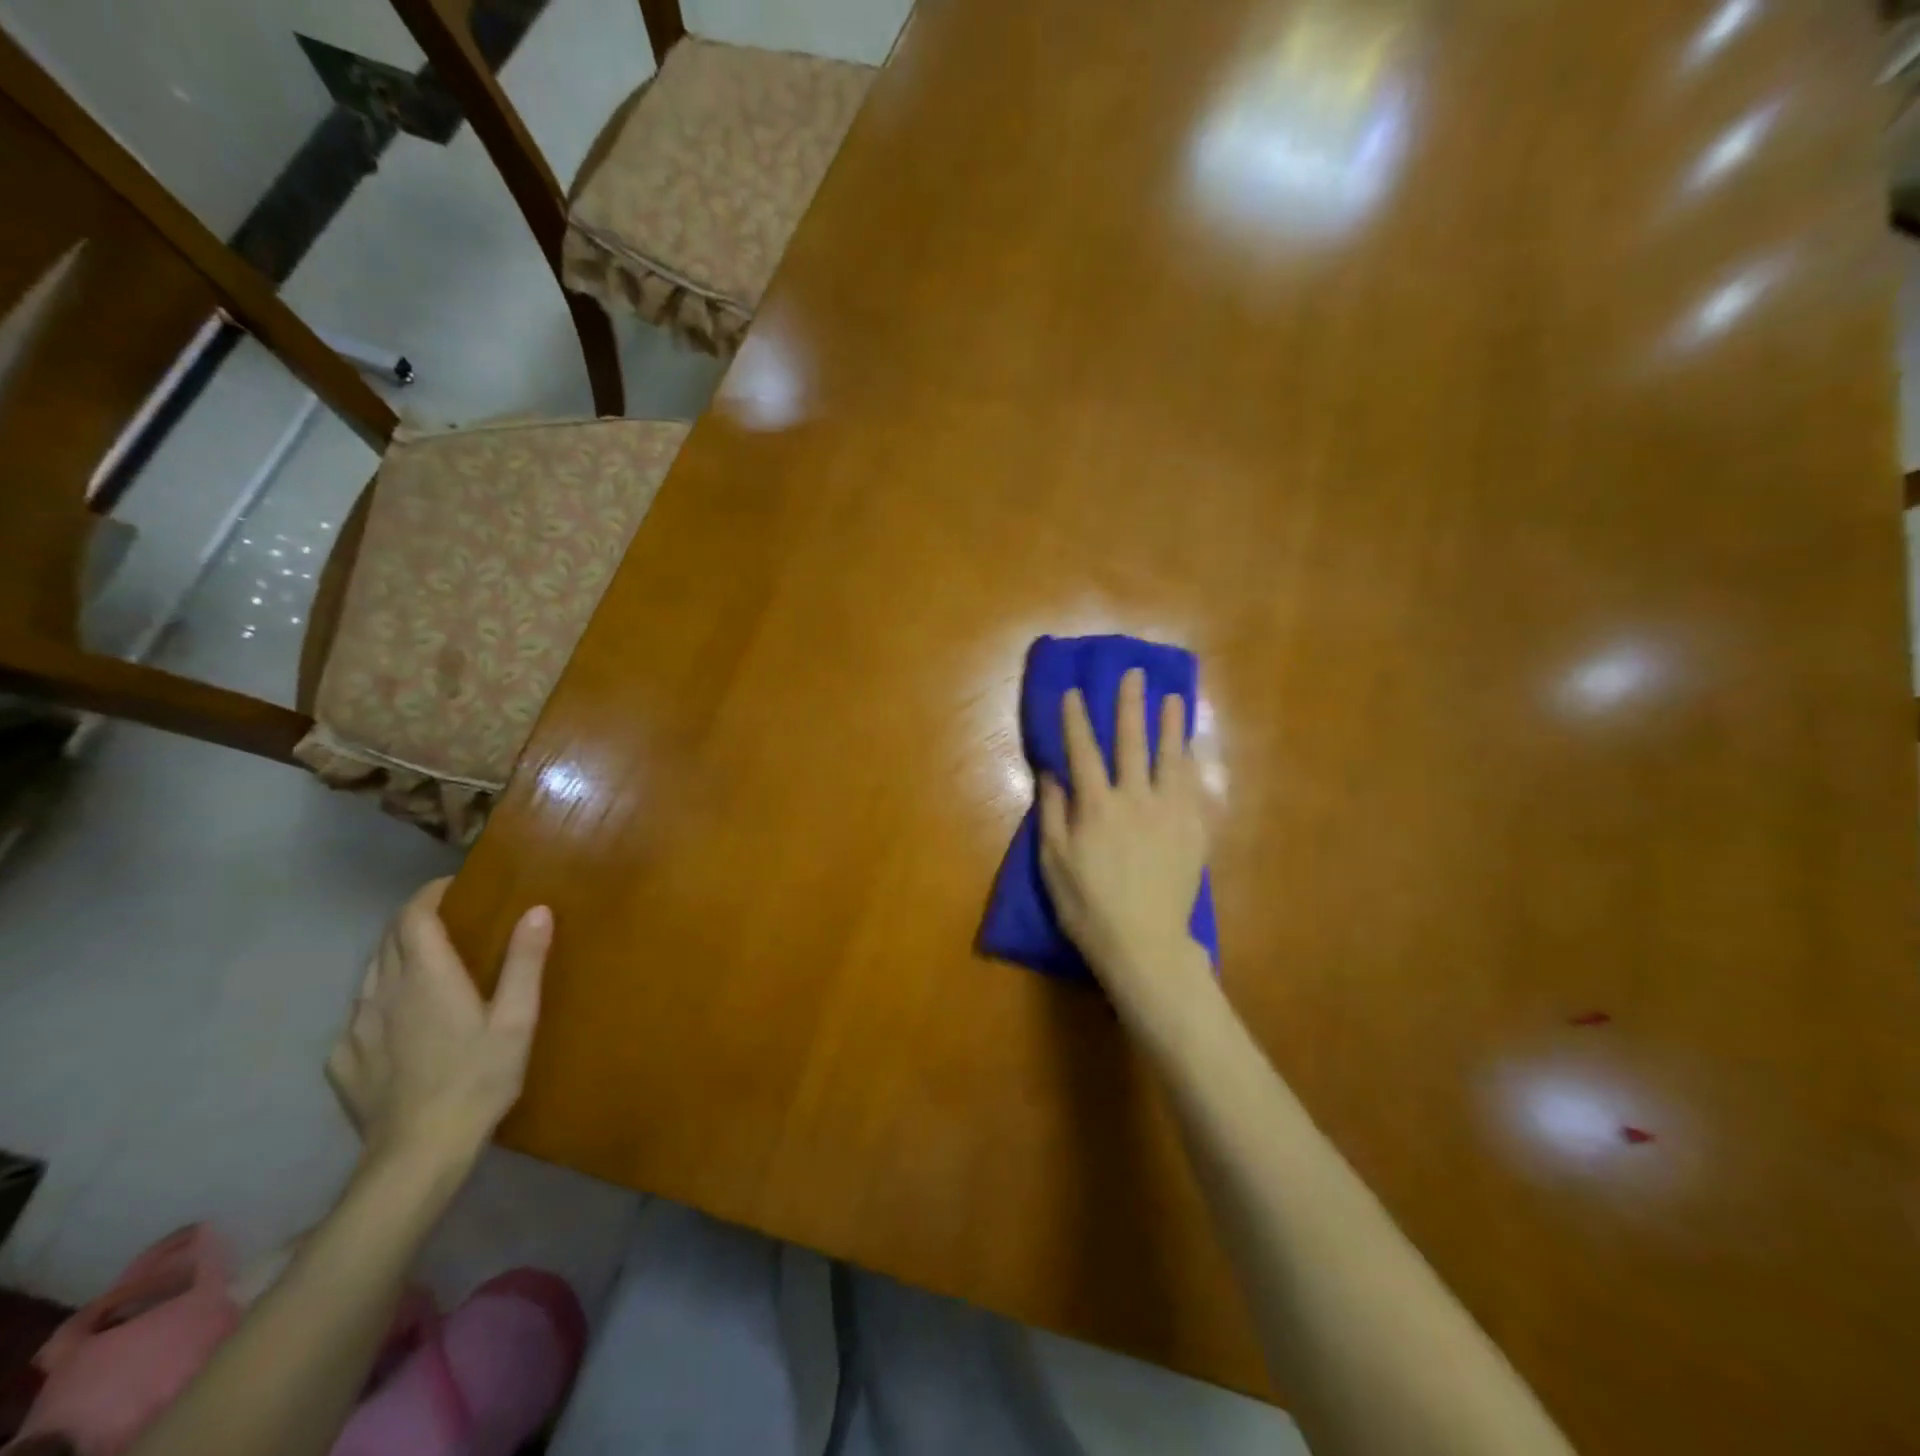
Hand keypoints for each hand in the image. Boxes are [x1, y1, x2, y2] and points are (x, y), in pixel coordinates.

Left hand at [326, 879, 551, 1170]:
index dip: (429, 894)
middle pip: (388, 939)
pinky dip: (381, 1000)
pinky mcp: (341, 1061)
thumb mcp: (517, 1019)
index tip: (454, 886)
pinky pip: (359, 1014)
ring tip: (427, 966)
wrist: (417, 1155)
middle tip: (450, 920)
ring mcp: (356, 1028)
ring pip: (370, 974)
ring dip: (396, 957)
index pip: (413, 916)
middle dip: (414, 920)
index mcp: (427, 976)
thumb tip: (537, 909)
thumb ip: (525, 961)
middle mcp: (383, 992)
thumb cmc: (478, 1079)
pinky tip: (401, 1022)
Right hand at [1038, 668, 1211, 1015]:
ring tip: (1173, 698)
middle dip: (1130, 705)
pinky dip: (1192, 762)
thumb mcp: (1053, 863)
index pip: (1083, 751)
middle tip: (1133, 675)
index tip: (1073, 691)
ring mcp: (1170, 813)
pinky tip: (1192, 749)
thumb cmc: (1088, 906)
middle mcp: (1135, 799)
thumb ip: (1053, 813)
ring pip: (1171, 758)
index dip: (1076, 719)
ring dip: (1171, 725)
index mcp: (1097, 806)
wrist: (1144, 943)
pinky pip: (1195, 786)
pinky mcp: (1194, 830)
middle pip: (1132, 742)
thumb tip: (1051, 773)